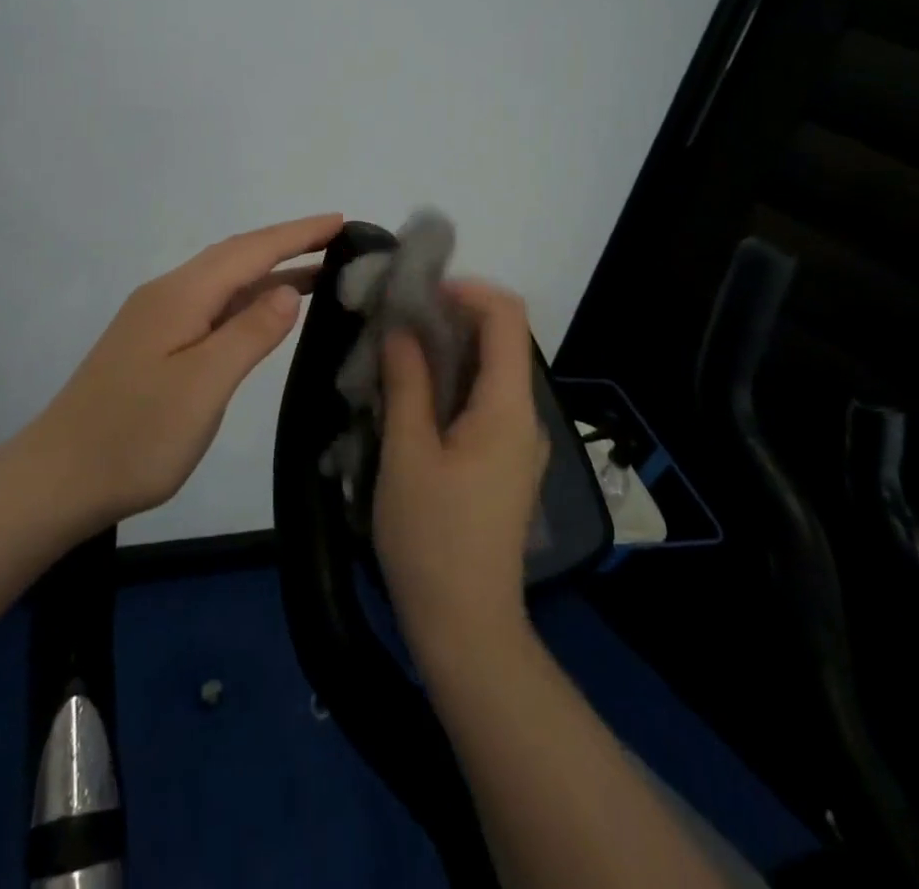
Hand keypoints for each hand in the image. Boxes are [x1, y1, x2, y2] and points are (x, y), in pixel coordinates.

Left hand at [27, 214, 343, 523]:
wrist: (57, 479)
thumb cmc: (135, 436)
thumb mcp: (203, 385)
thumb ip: (249, 334)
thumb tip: (287, 290)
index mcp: (180, 295)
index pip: (250, 250)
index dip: (297, 234)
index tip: (341, 221)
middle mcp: (168, 295)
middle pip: (235, 256)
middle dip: (286, 244)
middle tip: (338, 241)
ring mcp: (157, 319)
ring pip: (223, 281)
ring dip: (269, 271)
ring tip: (319, 272)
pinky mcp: (153, 343)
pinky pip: (212, 305)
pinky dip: (247, 298)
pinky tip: (264, 312)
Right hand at [374, 281, 549, 671]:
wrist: (465, 627)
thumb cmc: (432, 538)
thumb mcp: (407, 454)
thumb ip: (407, 383)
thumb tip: (402, 330)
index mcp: (508, 408)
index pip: (508, 317)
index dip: (467, 290)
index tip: (417, 294)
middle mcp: (524, 417)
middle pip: (500, 340)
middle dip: (449, 317)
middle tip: (394, 322)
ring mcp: (517, 442)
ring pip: (488, 372)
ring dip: (445, 351)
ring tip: (394, 355)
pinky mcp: (503, 463)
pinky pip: (482, 402)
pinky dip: (450, 383)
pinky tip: (410, 398)